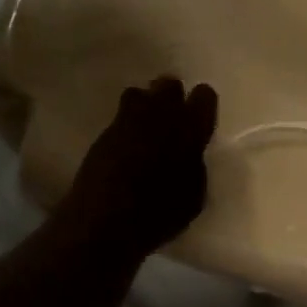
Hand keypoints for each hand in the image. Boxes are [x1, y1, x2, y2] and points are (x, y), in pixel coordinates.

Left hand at [58, 76, 218, 262]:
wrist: (105, 222)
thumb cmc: (159, 214)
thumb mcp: (193, 196)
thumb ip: (195, 165)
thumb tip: (190, 154)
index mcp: (189, 129)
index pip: (204, 96)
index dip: (203, 105)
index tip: (201, 121)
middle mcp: (158, 115)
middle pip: (168, 85)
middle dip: (172, 97)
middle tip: (173, 120)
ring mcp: (126, 121)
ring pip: (139, 94)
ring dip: (145, 106)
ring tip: (146, 130)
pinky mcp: (102, 134)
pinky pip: (120, 119)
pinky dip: (126, 128)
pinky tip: (126, 151)